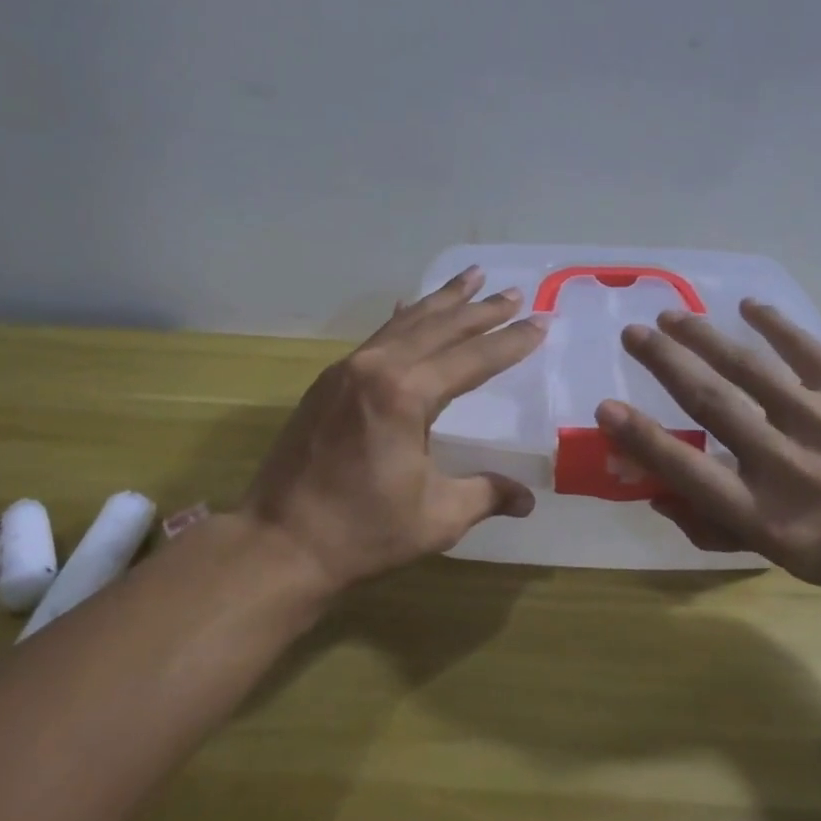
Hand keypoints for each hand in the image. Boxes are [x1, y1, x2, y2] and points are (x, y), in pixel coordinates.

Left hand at [240, 267, 548, 591]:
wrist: (279, 543)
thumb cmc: (363, 532)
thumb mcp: (437, 517)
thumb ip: (486, 495)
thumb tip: (527, 500)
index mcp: (407, 395)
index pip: (472, 358)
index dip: (510, 342)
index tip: (541, 322)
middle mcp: (377, 368)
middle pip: (440, 328)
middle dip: (481, 310)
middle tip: (515, 292)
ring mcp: (347, 371)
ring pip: (405, 323)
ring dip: (442, 301)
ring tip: (471, 277)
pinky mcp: (328, 382)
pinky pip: (376, 337)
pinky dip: (402, 319)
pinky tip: (409, 306)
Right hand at [594, 301, 820, 592]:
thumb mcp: (779, 558)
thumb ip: (714, 527)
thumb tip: (655, 493)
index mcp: (766, 515)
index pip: (691, 475)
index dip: (644, 442)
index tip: (606, 408)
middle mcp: (788, 465)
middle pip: (714, 406)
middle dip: (666, 365)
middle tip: (632, 335)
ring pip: (752, 370)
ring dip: (705, 338)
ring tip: (670, 315)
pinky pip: (807, 350)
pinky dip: (776, 325)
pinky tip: (745, 306)